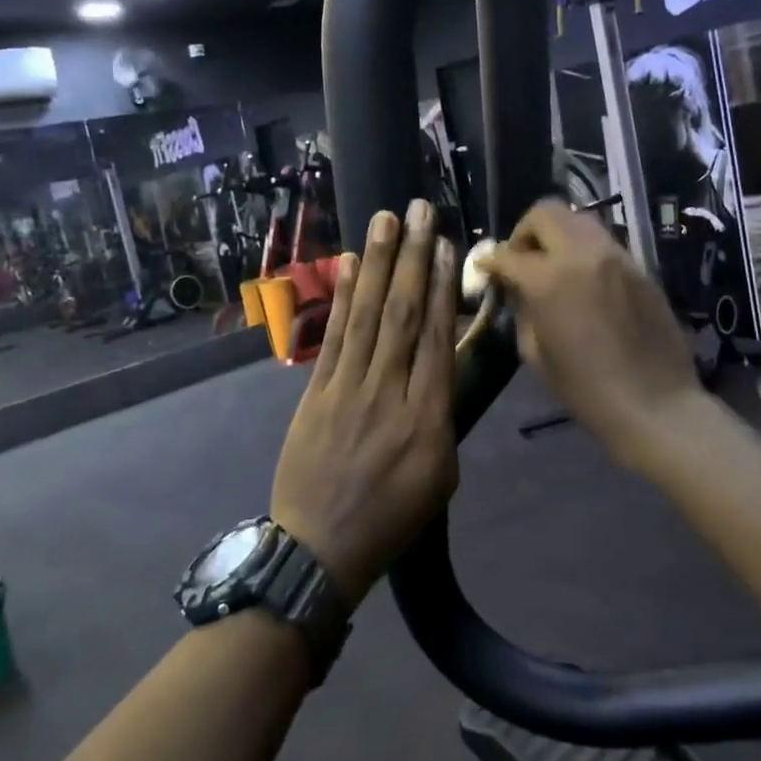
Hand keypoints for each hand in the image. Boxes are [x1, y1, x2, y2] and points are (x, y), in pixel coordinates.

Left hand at [271, 200, 459, 608]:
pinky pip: (332, 337)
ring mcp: (346, 388)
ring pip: (366, 316)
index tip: (445, 245)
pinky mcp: (315, 392)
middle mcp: (387, 392)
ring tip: (386, 221)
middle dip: (412, 258)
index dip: (440, 286)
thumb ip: (443, 418)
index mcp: (426, 418)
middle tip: (419, 211)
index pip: (435, 337)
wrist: (318, 550)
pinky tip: (347, 264)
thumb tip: (441, 368)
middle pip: (402, 314)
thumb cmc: (391, 519)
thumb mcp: (440, 477)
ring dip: (377, 264)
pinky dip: (340, 298)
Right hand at [479, 199, 701, 452]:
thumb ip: (522, 310)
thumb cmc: (586, 389)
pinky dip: (585, 250)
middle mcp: (582, 254)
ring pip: (579, 220)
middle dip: (525, 232)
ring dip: (558, 234)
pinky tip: (584, 280)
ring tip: (553, 265)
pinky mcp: (639, 266)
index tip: (487, 270)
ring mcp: (616, 256)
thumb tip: (517, 289)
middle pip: (546, 213)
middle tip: (522, 259)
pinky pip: (604, 242)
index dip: (492, 262)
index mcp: (549, 279)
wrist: (655, 404)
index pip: (509, 254)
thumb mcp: (535, 353)